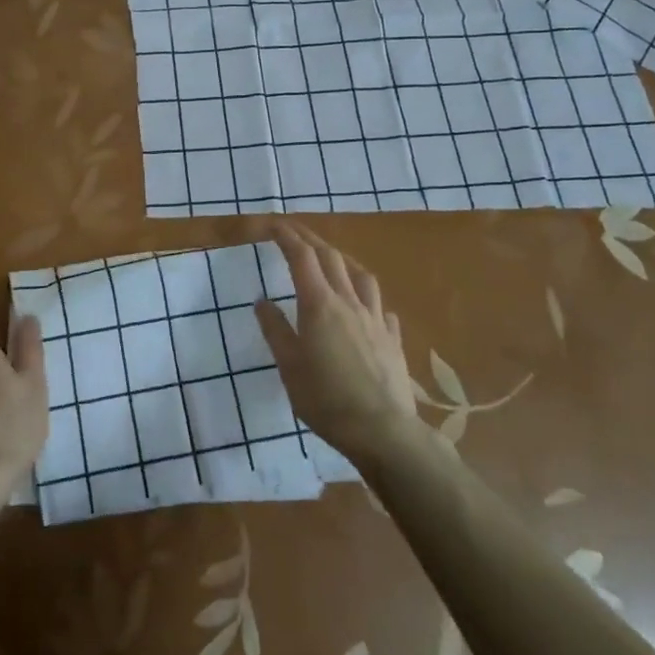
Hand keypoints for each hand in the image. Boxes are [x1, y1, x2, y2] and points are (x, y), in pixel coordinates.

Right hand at [256, 225, 417, 465]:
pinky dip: (368, 297)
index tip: (273, 225)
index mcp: (319, 304)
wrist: (382, 430)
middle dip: (311, 239)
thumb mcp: (289, 366)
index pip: (302, 257)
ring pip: (361, 276)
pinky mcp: (392, 339)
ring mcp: (375, 319)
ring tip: (333, 259)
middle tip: (295, 232)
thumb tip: (262, 300)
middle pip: (331, 258)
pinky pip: (380, 307)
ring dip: (342, 259)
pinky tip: (365, 307)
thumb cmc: (326, 399)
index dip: (287, 237)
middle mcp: (349, 302)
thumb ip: (275, 330)